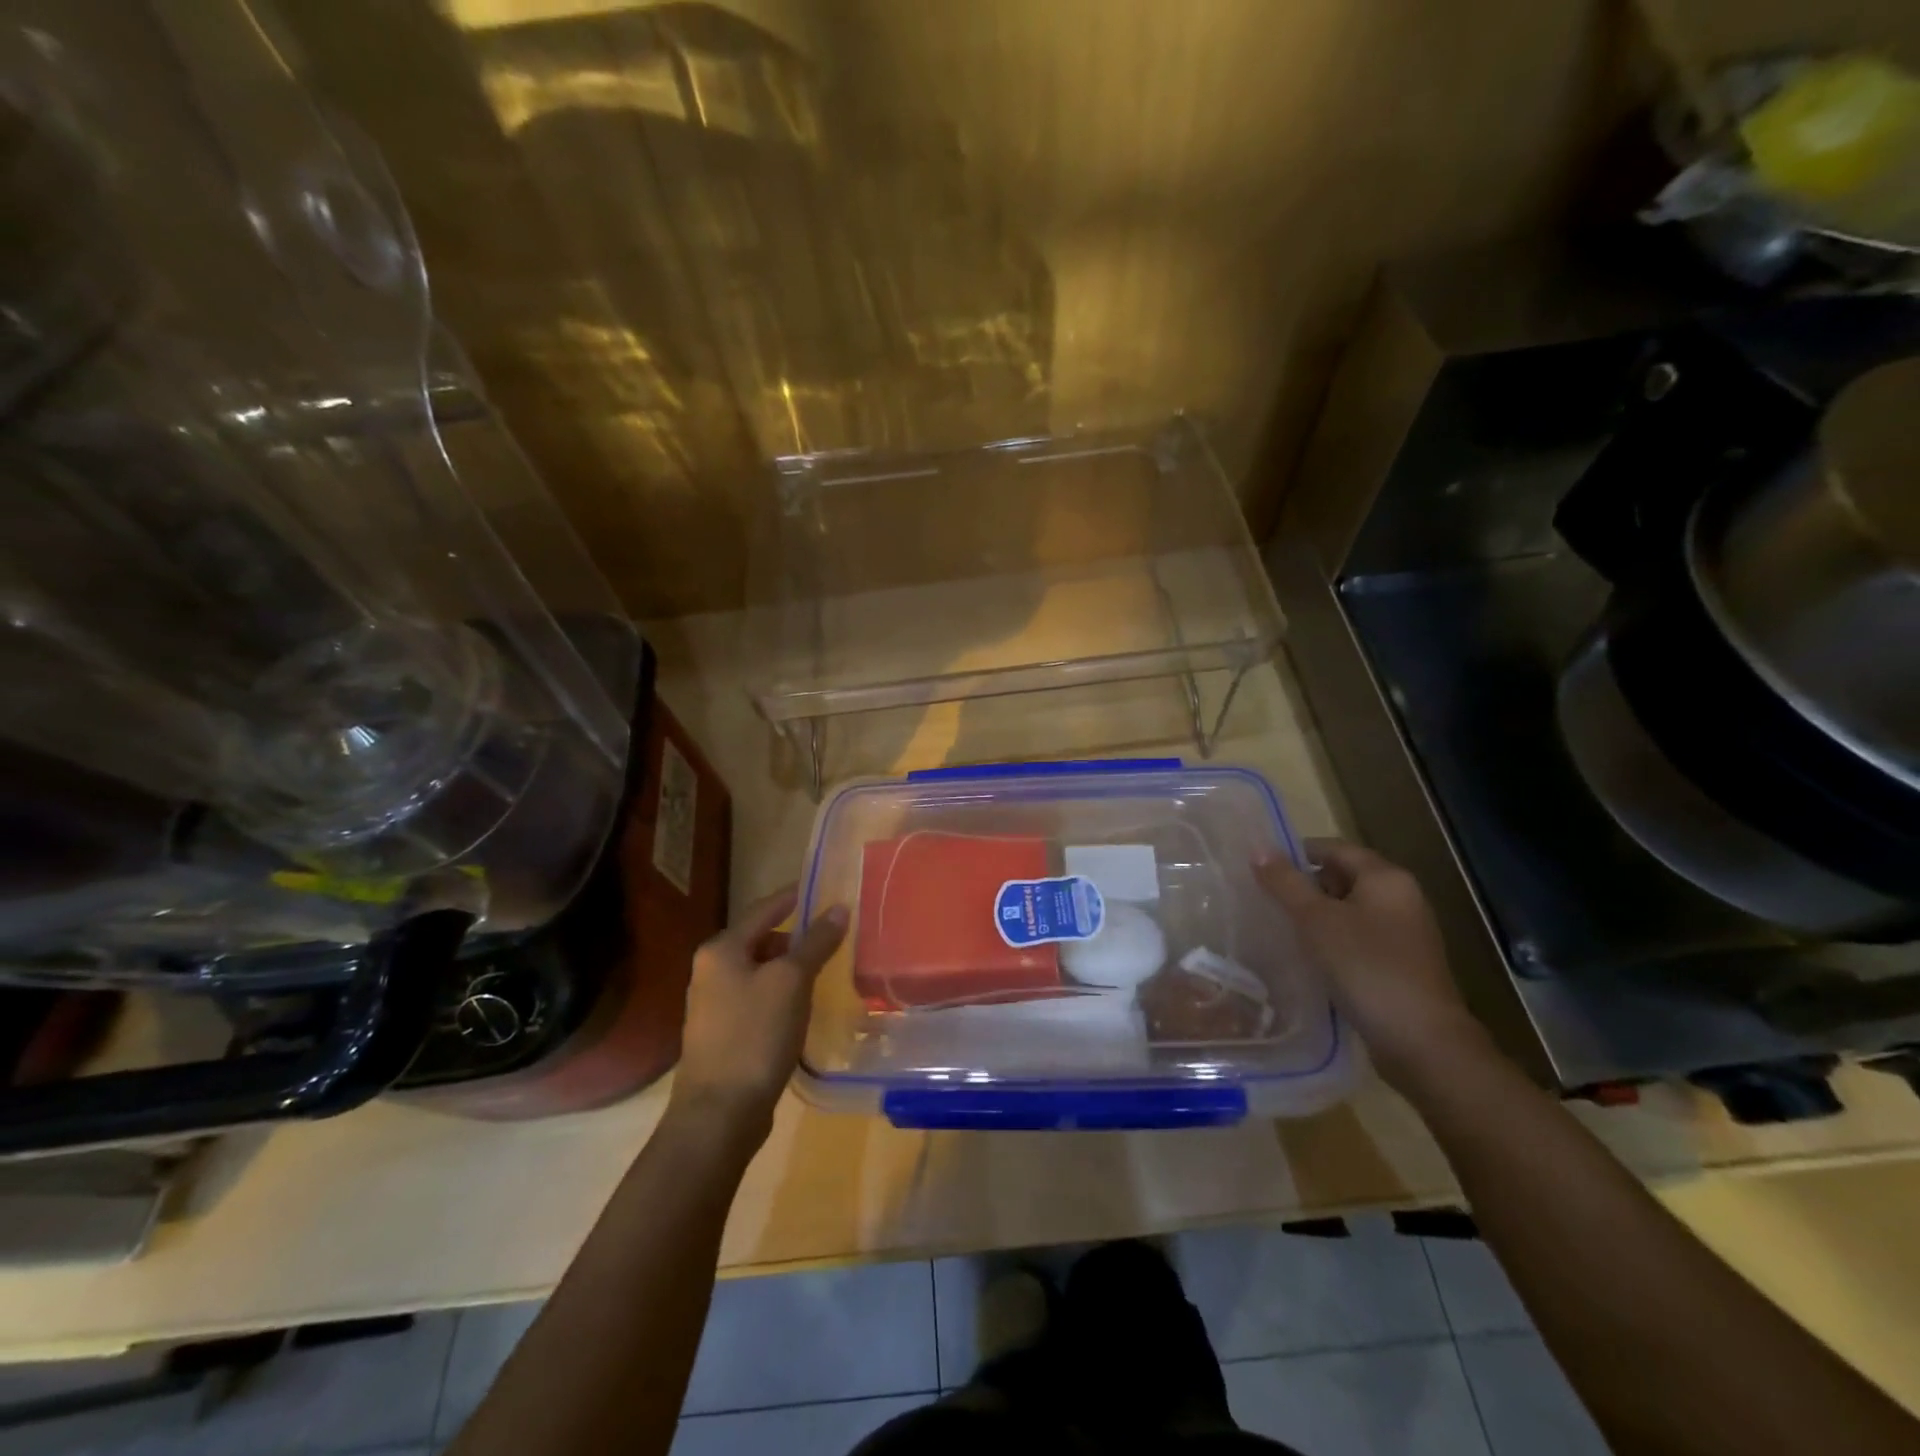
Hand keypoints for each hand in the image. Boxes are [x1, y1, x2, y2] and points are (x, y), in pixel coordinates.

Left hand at [671, 886, 847, 1146]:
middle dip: (797, 937)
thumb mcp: (791, 982)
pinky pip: (759, 999)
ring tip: (827, 970)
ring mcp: (714, 1005)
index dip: (794, 896)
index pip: (764, 908)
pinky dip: (783, 995)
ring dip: (791, 969)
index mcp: (721, 949)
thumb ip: (815, 942)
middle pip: (761, 940)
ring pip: (761, 972)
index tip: (824, 887)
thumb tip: (839, 908)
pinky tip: (805, 1007)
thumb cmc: (754, 1035)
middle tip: (834, 935)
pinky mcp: (724, 1034)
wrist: (719, 1114)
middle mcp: (711, 970)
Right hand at [1254, 840, 1491, 1092]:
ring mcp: (1405, 934)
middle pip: (1344, 877)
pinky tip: (1308, 958)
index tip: (1261, 867)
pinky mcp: (1401, 965)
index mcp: (1387, 878)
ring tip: (1279, 927)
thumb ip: (1286, 883)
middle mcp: (1402, 898)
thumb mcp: (1316, 920)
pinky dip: (1333, 940)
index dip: (1297, 852)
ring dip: (1317, 916)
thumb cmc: (1366, 967)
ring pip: (1350, 911)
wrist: (1422, 1041)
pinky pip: (1359, 939)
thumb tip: (1259, 849)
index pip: (1335, 848)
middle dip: (1305, 885)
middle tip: (1265, 898)